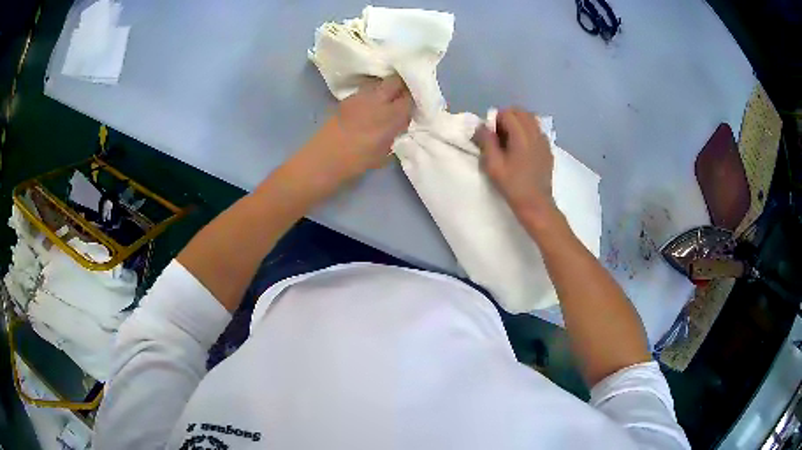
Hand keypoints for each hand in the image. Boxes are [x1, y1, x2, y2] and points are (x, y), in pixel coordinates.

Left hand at [309, 75, 412, 179]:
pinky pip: (366, 90)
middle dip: (402, 86)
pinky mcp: (347, 99)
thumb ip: (395, 133)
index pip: (410, 98)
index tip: (415, 104)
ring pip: (380, 83)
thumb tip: (400, 122)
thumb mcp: (384, 152)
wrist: (323, 159)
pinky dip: (372, 94)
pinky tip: (370, 105)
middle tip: (403, 97)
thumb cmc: (356, 162)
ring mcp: (360, 97)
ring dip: (386, 88)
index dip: (414, 99)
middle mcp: (377, 100)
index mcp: (390, 116)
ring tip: (387, 100)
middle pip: (395, 81)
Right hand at [474, 107, 555, 219]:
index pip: (507, 113)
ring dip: (518, 124)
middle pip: (520, 112)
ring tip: (511, 142)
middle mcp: (535, 133)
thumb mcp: (493, 165)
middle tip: (500, 137)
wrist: (536, 204)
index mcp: (522, 135)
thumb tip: (482, 126)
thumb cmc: (512, 185)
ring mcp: (544, 141)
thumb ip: (486, 141)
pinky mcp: (548, 149)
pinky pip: (537, 131)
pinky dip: (528, 132)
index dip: (496, 121)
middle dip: (507, 119)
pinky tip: (522, 149)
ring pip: (530, 120)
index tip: (492, 136)